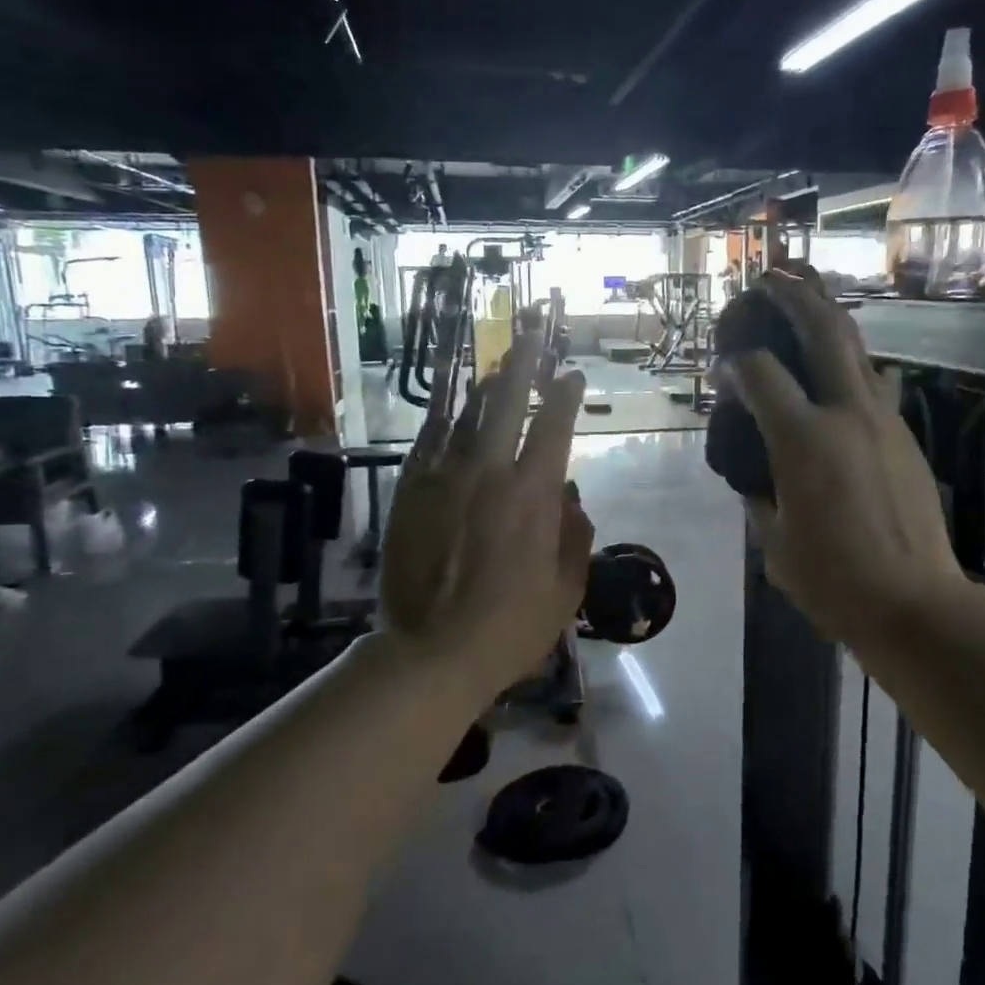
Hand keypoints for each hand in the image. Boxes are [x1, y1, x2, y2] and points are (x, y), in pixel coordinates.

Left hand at [380, 334, 594, 695]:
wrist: (432, 653)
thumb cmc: (511, 627)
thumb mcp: (566, 589)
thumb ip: (575, 536)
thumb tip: (571, 497)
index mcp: (533, 495)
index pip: (554, 427)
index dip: (565, 395)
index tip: (572, 375)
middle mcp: (488, 472)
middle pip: (507, 401)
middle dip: (524, 362)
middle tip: (533, 331)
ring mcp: (443, 478)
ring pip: (465, 413)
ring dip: (484, 383)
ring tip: (495, 360)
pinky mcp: (409, 492)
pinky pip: (427, 441)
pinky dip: (442, 417)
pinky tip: (450, 403)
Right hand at [726, 269, 967, 649]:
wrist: (915, 603)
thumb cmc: (834, 580)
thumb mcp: (775, 543)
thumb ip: (758, 497)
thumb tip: (752, 478)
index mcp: (804, 440)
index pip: (761, 374)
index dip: (735, 362)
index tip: (723, 366)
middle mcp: (846, 414)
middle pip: (823, 331)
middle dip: (795, 296)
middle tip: (771, 278)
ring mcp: (883, 420)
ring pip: (858, 348)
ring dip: (830, 316)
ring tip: (808, 296)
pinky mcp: (905, 436)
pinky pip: (874, 382)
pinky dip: (850, 361)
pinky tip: (837, 365)